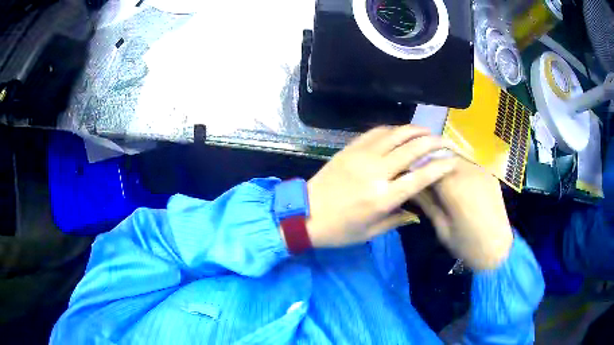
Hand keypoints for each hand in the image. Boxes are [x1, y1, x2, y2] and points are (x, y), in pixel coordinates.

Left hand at [306, 125, 457, 247]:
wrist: (305, 214)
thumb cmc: (339, 230)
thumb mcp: (371, 232)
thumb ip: (398, 219)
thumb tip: (417, 212)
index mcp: (383, 197)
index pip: (421, 176)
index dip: (440, 166)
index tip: (452, 161)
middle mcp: (376, 172)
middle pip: (412, 149)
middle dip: (434, 142)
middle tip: (445, 141)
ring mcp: (361, 156)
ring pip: (395, 134)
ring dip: (415, 131)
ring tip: (428, 132)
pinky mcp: (350, 149)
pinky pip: (375, 132)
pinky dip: (392, 129)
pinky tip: (400, 132)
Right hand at [414, 158, 513, 269]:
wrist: (498, 248)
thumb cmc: (467, 245)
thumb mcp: (441, 228)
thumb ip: (427, 203)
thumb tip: (410, 186)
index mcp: (454, 187)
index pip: (428, 164)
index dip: (415, 166)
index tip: (407, 172)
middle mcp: (468, 172)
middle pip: (442, 155)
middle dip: (429, 160)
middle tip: (420, 172)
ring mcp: (481, 170)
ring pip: (456, 155)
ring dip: (443, 161)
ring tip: (436, 175)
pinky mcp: (489, 174)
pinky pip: (469, 162)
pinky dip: (457, 165)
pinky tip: (455, 179)